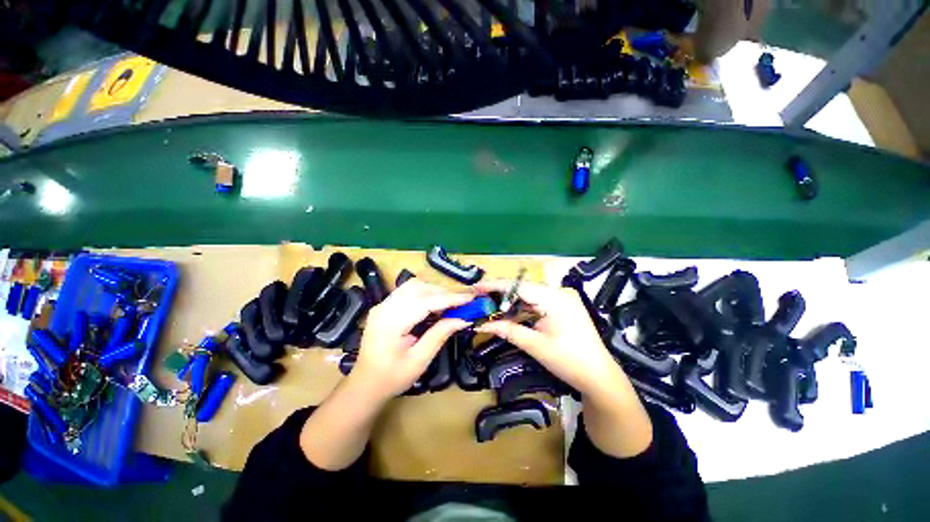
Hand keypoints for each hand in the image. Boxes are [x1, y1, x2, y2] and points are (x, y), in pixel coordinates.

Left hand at [352, 279, 471, 399]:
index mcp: (390, 323)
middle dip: (443, 292)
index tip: (470, 297)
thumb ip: (440, 335)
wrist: (365, 385)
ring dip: (434, 291)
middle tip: (462, 303)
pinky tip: (434, 305)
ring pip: (414, 285)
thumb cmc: (392, 378)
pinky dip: (425, 293)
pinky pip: (408, 291)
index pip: (425, 302)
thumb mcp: (419, 361)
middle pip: (418, 288)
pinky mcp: (385, 306)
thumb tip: (463, 319)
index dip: (449, 298)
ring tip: (450, 304)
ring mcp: (383, 304)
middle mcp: (384, 307)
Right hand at [474, 280, 625, 401]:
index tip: (476, 287)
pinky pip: (536, 303)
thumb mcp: (535, 346)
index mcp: (555, 298)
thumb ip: (507, 331)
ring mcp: (561, 299)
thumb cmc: (569, 362)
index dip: (495, 286)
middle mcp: (559, 292)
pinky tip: (508, 314)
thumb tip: (482, 324)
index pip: (519, 286)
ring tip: (490, 307)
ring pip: (529, 295)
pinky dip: (522, 309)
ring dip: (510, 303)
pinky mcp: (561, 306)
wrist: (599, 377)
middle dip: (501, 295)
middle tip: (480, 299)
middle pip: (523, 289)